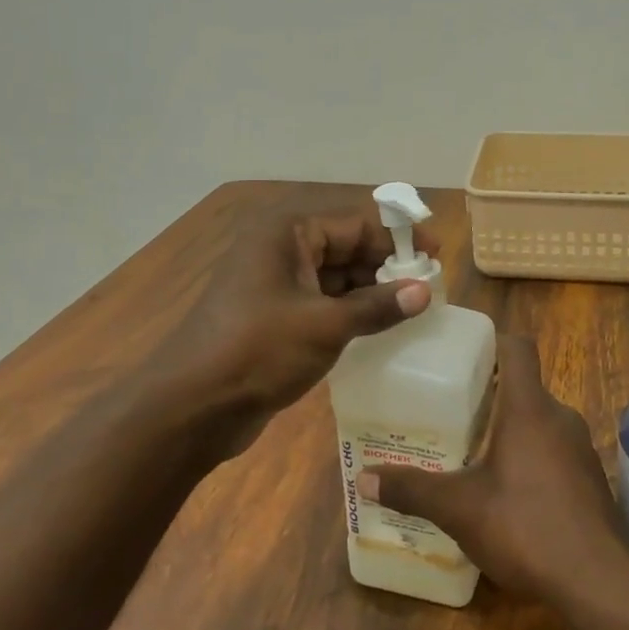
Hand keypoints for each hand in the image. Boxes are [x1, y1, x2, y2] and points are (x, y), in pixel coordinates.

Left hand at [168, 204, 433, 421]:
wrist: (192, 406)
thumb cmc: (259, 351)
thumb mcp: (325, 326)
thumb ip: (378, 306)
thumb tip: (424, 291)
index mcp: (288, 233)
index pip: (355, 223)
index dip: (398, 238)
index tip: (436, 256)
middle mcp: (280, 248)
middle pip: (346, 247)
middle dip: (386, 266)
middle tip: (428, 289)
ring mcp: (275, 283)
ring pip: (335, 277)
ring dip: (370, 292)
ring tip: (413, 310)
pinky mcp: (274, 315)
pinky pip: (322, 302)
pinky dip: (350, 312)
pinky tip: (380, 328)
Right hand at [357, 336, 628, 601]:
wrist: (600, 582)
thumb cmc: (526, 527)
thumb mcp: (459, 509)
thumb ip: (412, 489)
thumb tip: (363, 478)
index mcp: (529, 408)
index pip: (517, 348)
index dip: (490, 340)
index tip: (460, 352)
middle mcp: (559, 418)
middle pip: (523, 387)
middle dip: (488, 393)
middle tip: (448, 408)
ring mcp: (579, 449)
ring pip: (538, 422)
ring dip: (508, 429)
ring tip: (469, 449)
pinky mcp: (589, 480)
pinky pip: (553, 452)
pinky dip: (528, 457)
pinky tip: (504, 491)